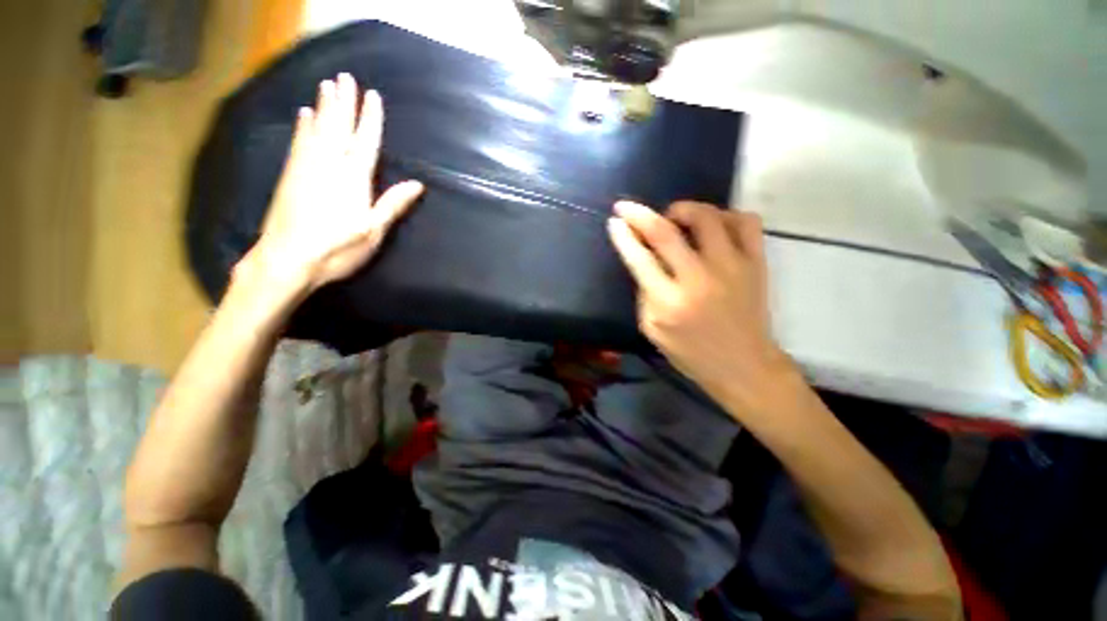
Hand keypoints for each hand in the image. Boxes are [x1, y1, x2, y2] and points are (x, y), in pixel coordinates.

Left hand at [239, 73, 424, 298]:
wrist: (287, 259)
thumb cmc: (338, 248)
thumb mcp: (373, 230)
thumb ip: (393, 204)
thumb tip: (418, 185)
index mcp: (353, 179)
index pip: (365, 142)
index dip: (370, 119)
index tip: (373, 96)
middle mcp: (329, 165)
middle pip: (338, 128)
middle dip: (344, 102)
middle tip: (346, 77)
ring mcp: (305, 168)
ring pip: (317, 129)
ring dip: (323, 106)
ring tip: (326, 86)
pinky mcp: (289, 175)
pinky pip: (298, 142)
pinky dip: (302, 126)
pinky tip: (304, 115)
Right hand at [607, 200, 795, 413]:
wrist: (744, 365)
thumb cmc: (691, 353)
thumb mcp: (652, 330)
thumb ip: (644, 294)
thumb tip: (644, 260)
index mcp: (669, 302)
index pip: (640, 258)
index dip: (623, 235)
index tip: (615, 220)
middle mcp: (698, 279)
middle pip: (665, 232)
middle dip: (640, 214)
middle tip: (629, 207)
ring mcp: (732, 267)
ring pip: (707, 216)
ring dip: (683, 209)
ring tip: (674, 217)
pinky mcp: (756, 263)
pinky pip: (746, 221)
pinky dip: (726, 215)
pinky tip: (714, 226)